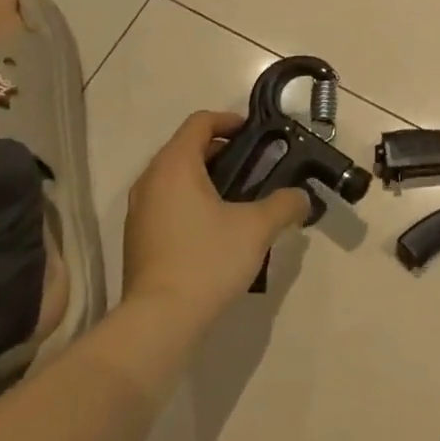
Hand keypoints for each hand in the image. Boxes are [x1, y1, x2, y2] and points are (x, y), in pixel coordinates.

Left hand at [122, 110, 309, 324]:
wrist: (159, 319)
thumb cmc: (207, 260)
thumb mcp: (257, 228)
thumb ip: (284, 204)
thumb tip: (301, 197)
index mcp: (175, 165)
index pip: (200, 122)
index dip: (229, 120)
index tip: (255, 135)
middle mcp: (150, 180)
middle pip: (187, 148)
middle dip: (222, 151)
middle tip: (256, 167)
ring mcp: (139, 210)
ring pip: (175, 177)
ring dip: (206, 178)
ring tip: (240, 199)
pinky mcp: (137, 237)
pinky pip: (167, 203)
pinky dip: (191, 201)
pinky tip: (216, 229)